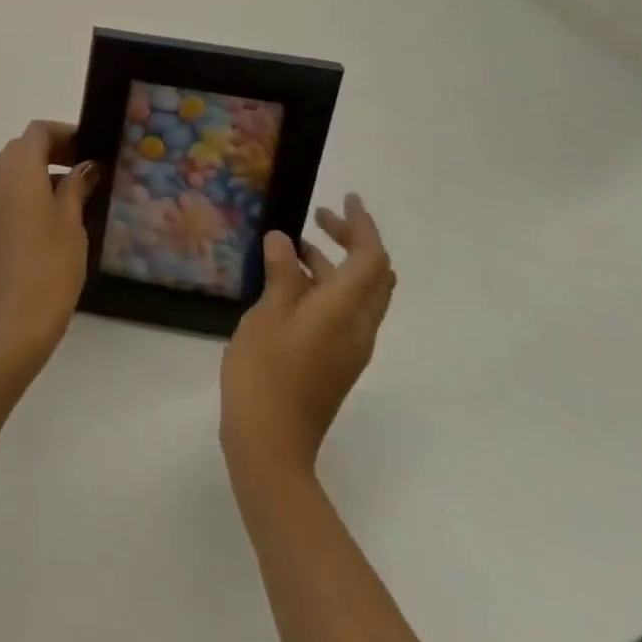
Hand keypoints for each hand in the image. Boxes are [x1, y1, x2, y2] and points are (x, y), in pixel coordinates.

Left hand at [0, 121, 96, 377]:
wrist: (11, 322)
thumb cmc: (49, 266)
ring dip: (40, 170)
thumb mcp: (71, 222)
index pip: (38, 131)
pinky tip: (53, 212)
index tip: (90, 147)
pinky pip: (5, 190)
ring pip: (13, 169)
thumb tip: (85, 167)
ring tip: (75, 192)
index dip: (64, 133)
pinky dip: (27, 189)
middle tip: (86, 168)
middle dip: (54, 150)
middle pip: (23, 147)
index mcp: (17, 168)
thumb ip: (76, 186)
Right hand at [220, 193, 395, 475]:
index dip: (363, 225)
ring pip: (360, 294)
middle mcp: (359, 328)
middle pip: (375, 276)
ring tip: (295, 247)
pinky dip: (328, 286)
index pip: (372, 260)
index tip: (346, 197)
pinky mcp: (336, 362)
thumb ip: (282, 275)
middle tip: (320, 217)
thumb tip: (287, 241)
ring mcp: (350, 348)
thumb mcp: (267, 314)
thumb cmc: (266, 372)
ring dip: (336, 263)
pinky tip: (290, 284)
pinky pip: (345, 311)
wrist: (271, 444)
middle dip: (354, 240)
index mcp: (345, 312)